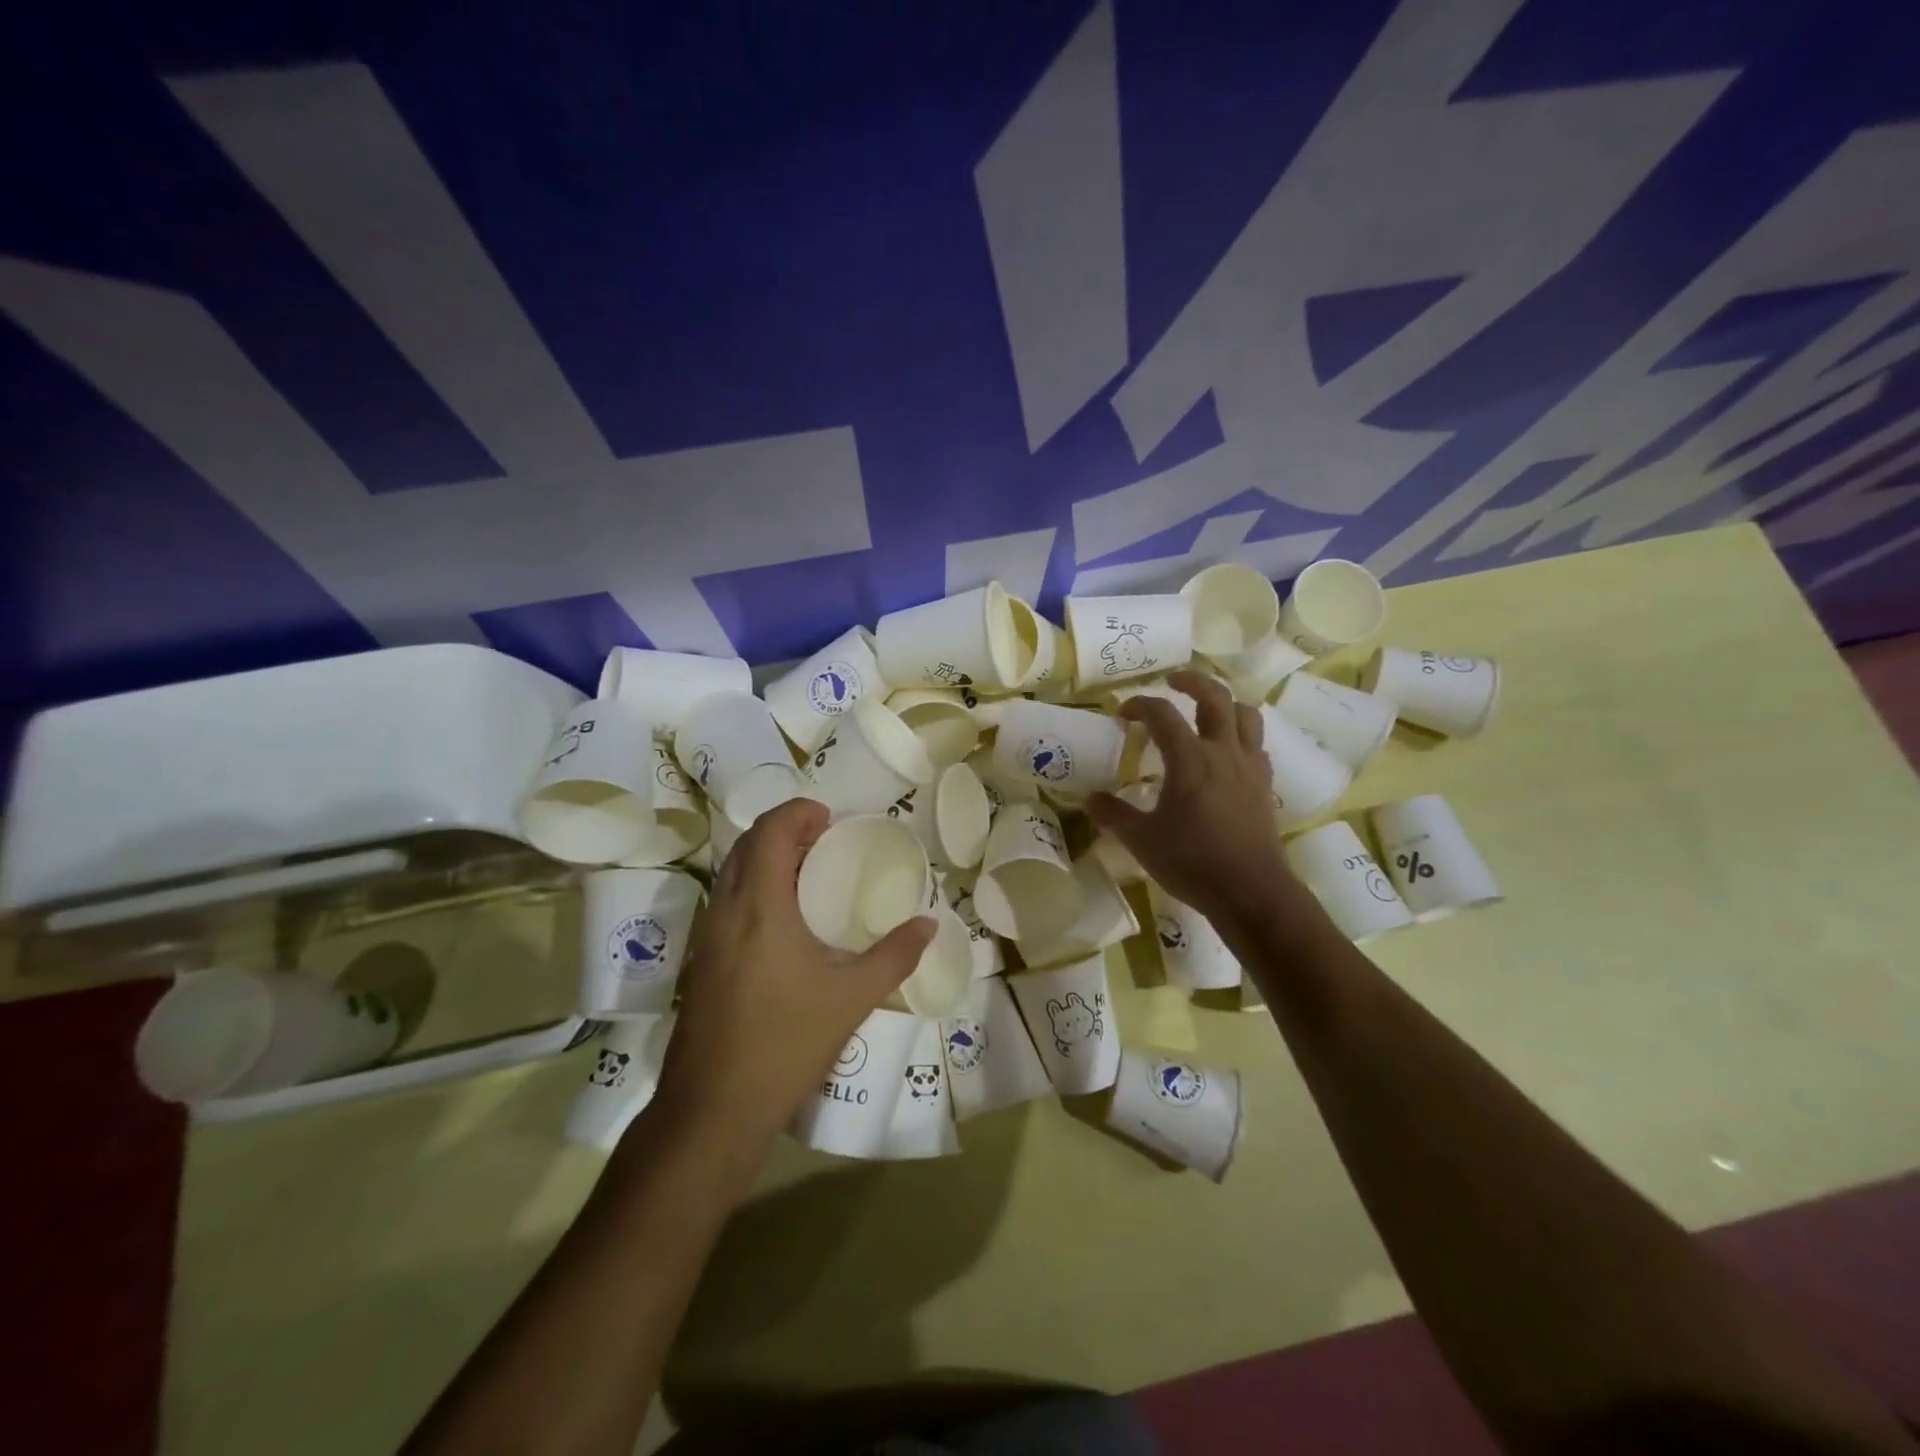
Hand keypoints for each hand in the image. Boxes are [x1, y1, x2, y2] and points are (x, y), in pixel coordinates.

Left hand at [646, 798, 934, 1169]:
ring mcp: (707, 936)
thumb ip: (895, 956)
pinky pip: (726, 899)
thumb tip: (929, 924)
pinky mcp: (701, 961)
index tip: (829, 818)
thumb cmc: (787, 1044)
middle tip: (823, 839)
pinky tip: (783, 920)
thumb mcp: (852, 998)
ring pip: (732, 872)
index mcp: (761, 907)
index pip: (771, 831)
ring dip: (765, 856)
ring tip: (807, 872)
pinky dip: (753, 885)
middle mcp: (727, 910)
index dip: (798, 812)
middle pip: (747, 844)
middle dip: (783, 829)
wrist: (714, 1108)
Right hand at [1088, 670, 1301, 933]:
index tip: (1123, 714)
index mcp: (1190, 759)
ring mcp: (1249, 767)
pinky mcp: (1264, 785)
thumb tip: (1090, 799)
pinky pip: (1256, 745)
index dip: (1140, 705)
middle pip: (1215, 697)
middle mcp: (1223, 752)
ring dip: (1225, 704)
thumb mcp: (1142, 840)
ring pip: (1246, 715)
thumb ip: (1114, 814)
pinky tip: (1227, 753)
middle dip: (1192, 681)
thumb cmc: (1192, 862)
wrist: (1251, 891)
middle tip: (1173, 681)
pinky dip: (1240, 737)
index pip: (1163, 714)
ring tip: (1207, 711)